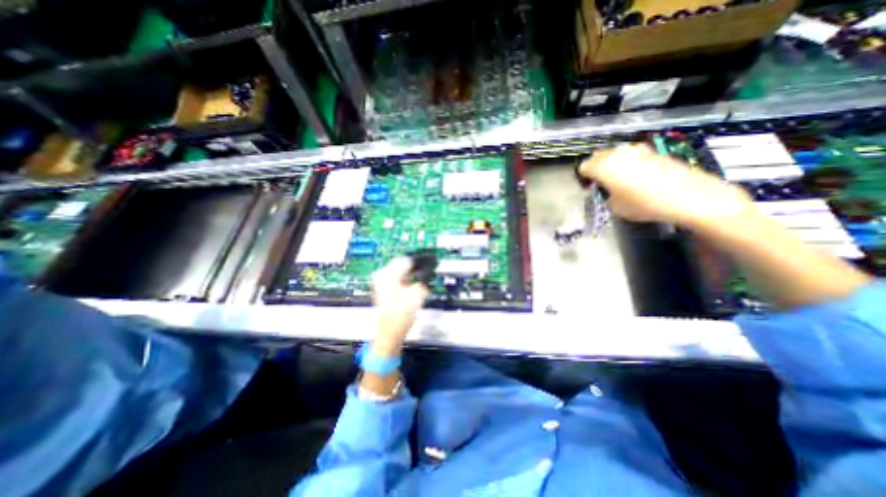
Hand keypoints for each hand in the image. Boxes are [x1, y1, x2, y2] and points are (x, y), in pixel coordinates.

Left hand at [371, 259, 428, 351]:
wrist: (389, 332)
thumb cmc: (402, 313)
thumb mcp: (418, 293)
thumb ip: (425, 277)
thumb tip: (429, 268)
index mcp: (389, 273)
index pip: (408, 259)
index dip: (422, 259)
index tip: (432, 258)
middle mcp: (382, 275)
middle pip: (402, 262)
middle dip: (416, 262)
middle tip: (429, 263)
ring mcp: (380, 281)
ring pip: (398, 268)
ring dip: (411, 268)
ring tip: (424, 269)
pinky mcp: (382, 288)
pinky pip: (396, 275)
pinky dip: (406, 274)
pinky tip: (415, 277)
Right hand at [580, 143, 750, 226]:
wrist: (687, 196)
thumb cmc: (643, 204)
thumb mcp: (615, 207)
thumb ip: (606, 196)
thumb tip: (609, 192)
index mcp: (603, 167)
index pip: (584, 167)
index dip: (585, 177)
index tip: (590, 187)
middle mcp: (617, 154)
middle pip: (599, 156)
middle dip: (597, 167)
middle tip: (601, 182)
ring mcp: (637, 150)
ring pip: (616, 153)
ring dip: (613, 163)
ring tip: (619, 178)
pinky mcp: (653, 152)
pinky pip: (633, 155)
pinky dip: (630, 163)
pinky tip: (637, 176)